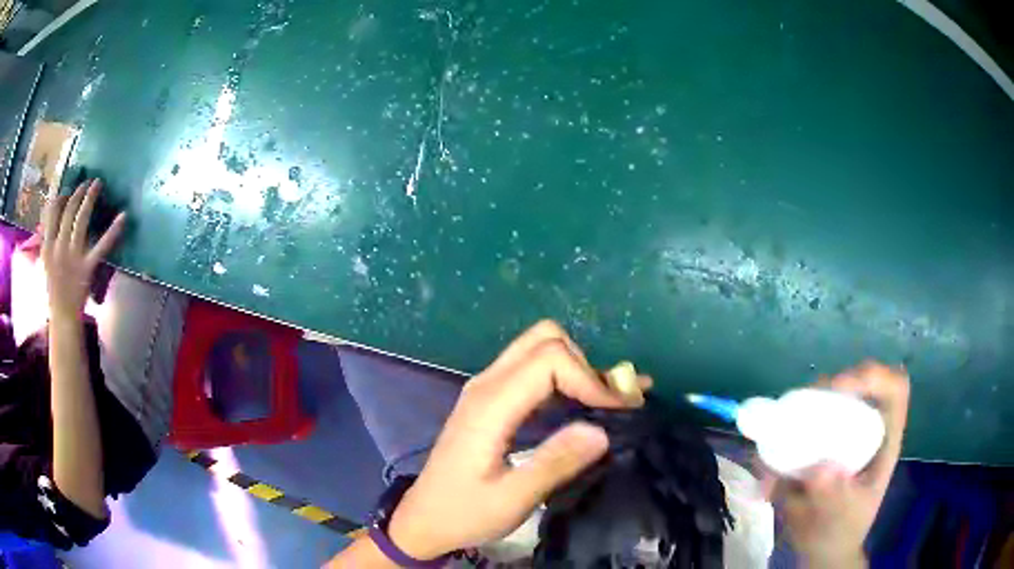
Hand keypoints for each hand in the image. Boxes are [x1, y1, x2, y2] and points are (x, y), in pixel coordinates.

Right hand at [41, 180, 125, 319]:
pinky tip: (123, 216)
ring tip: (97, 183)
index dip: (61, 197)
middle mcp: (59, 247)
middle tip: (87, 181)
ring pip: (81, 220)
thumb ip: (46, 237)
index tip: (68, 188)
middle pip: (69, 212)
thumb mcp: (45, 261)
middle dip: (78, 193)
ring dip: (89, 199)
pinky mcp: (88, 267)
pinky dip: (113, 230)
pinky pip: (102, 246)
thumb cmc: (53, 287)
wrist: (62, 316)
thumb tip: (49, 211)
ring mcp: (74, 257)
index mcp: (48, 246)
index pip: (52, 213)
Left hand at [385, 321, 650, 559]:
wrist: (424, 519)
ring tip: (611, 401)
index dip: (589, 378)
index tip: (616, 412)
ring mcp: (487, 389)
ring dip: (578, 368)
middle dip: (586, 365)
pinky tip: (587, 403)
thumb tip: (602, 431)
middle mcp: (487, 384)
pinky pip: (532, 371)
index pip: (549, 359)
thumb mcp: (511, 499)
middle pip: (545, 340)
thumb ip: (554, 464)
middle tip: (610, 405)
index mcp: (491, 404)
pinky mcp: (491, 401)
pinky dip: (565, 378)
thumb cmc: (463, 513)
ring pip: (539, 349)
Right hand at [771, 362, 909, 567]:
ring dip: (798, 413)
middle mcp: (864, 427)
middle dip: (828, 389)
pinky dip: (777, 440)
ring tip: (777, 443)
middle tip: (799, 409)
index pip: (893, 389)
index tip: (840, 389)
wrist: (819, 548)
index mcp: (883, 440)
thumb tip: (820, 469)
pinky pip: (795, 425)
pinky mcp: (813, 442)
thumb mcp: (841, 520)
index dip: (873, 377)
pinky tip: (768, 468)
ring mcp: (838, 432)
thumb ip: (833, 497)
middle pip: (856, 383)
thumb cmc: (840, 532)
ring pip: (824, 400)